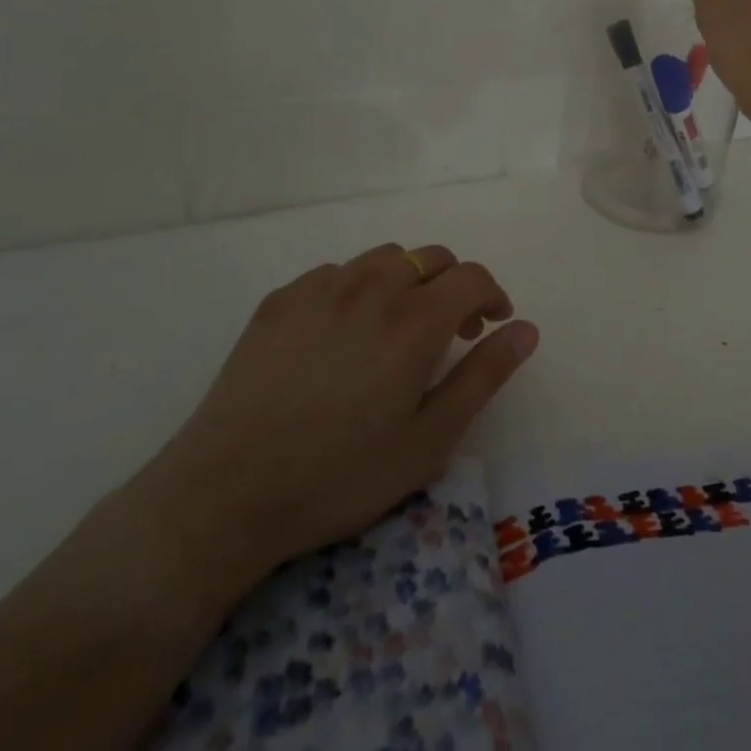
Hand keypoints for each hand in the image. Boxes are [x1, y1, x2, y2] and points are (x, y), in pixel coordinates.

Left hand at [128, 242, 537, 588]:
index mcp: (415, 320)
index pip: (472, 277)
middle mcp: (373, 287)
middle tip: (449, 332)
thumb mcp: (429, 440)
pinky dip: (357, 289)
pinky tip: (342, 334)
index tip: (491, 325)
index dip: (491, 296)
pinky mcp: (281, 299)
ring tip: (396, 327)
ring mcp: (322, 287)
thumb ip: (484, 376)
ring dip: (406, 281)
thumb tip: (526, 329)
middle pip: (431, 258)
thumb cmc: (339, 475)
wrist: (224, 493)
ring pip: (384, 259)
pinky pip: (336, 273)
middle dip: (452, 285)